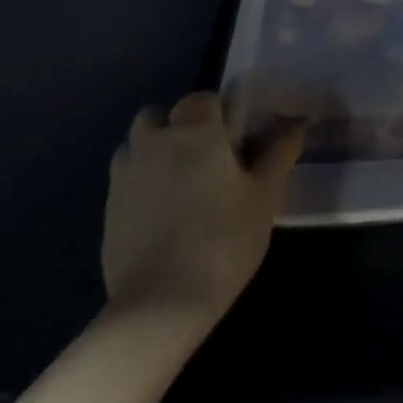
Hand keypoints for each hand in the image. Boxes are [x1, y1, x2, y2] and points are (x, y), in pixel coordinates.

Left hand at [102, 93, 301, 328]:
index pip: (202, 98)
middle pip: (160, 115)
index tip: (235, 138)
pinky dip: (140, 182)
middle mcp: (154, 143)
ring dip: (154, 150)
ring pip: (136, 144)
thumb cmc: (224, 240)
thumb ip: (279, 154)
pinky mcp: (107, 208)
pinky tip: (160, 213)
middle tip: (206, 159)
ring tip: (179, 183)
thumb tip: (295, 126)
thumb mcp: (265, 197)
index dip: (219, 112)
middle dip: (179, 126)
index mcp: (195, 132)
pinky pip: (124, 177)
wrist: (161, 304)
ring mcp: (124, 175)